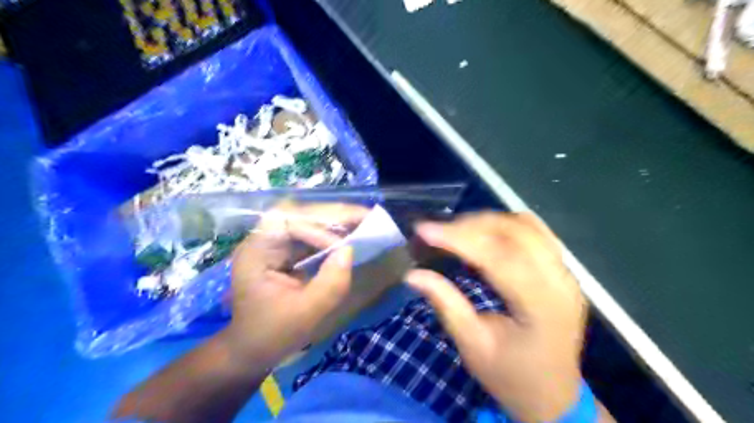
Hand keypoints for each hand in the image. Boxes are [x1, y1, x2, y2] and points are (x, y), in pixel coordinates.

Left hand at [221, 204, 367, 367]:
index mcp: (256, 252)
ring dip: (335, 220)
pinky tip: (350, 233)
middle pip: (298, 213)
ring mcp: (274, 242)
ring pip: (307, 219)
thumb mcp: (306, 315)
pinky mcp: (285, 249)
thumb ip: (331, 284)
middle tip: (365, 216)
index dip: (317, 228)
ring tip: (363, 221)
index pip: (286, 222)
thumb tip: (350, 250)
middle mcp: (263, 240)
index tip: (342, 246)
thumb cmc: (272, 335)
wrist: (252, 349)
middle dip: (333, 214)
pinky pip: (311, 233)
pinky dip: (332, 232)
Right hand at [406, 214, 587, 421]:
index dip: (459, 238)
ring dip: (487, 222)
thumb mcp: (472, 346)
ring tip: (457, 231)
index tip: (424, 229)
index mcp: (541, 307)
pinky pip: (536, 231)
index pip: (498, 257)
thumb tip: (412, 273)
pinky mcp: (564, 270)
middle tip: (436, 231)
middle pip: (514, 233)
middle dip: (470, 225)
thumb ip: (446, 304)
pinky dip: (506, 225)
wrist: (552, 395)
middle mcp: (561, 282)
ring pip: (526, 225)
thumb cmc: (510, 377)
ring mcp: (567, 273)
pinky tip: (485, 233)